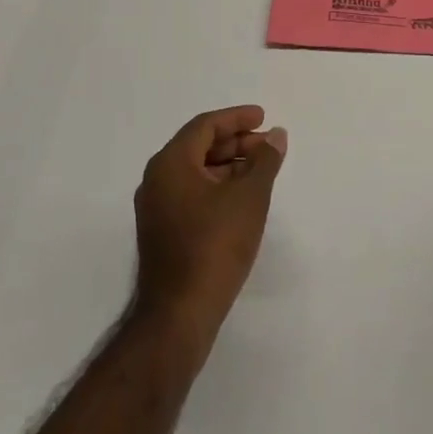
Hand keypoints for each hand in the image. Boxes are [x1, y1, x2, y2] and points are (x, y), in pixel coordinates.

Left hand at [134, 105, 286, 340]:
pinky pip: (191, 193)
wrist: (179, 315)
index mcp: (171, 163)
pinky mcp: (162, 232)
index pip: (205, 126)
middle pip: (198, 146)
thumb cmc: (215, 245)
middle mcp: (157, 180)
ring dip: (228, 165)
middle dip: (235, 142)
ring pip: (195, 171)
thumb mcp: (249, 197)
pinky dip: (217, 187)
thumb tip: (275, 136)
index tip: (263, 118)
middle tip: (267, 145)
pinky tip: (241, 199)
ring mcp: (156, 208)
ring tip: (260, 171)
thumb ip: (265, 161)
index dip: (236, 118)